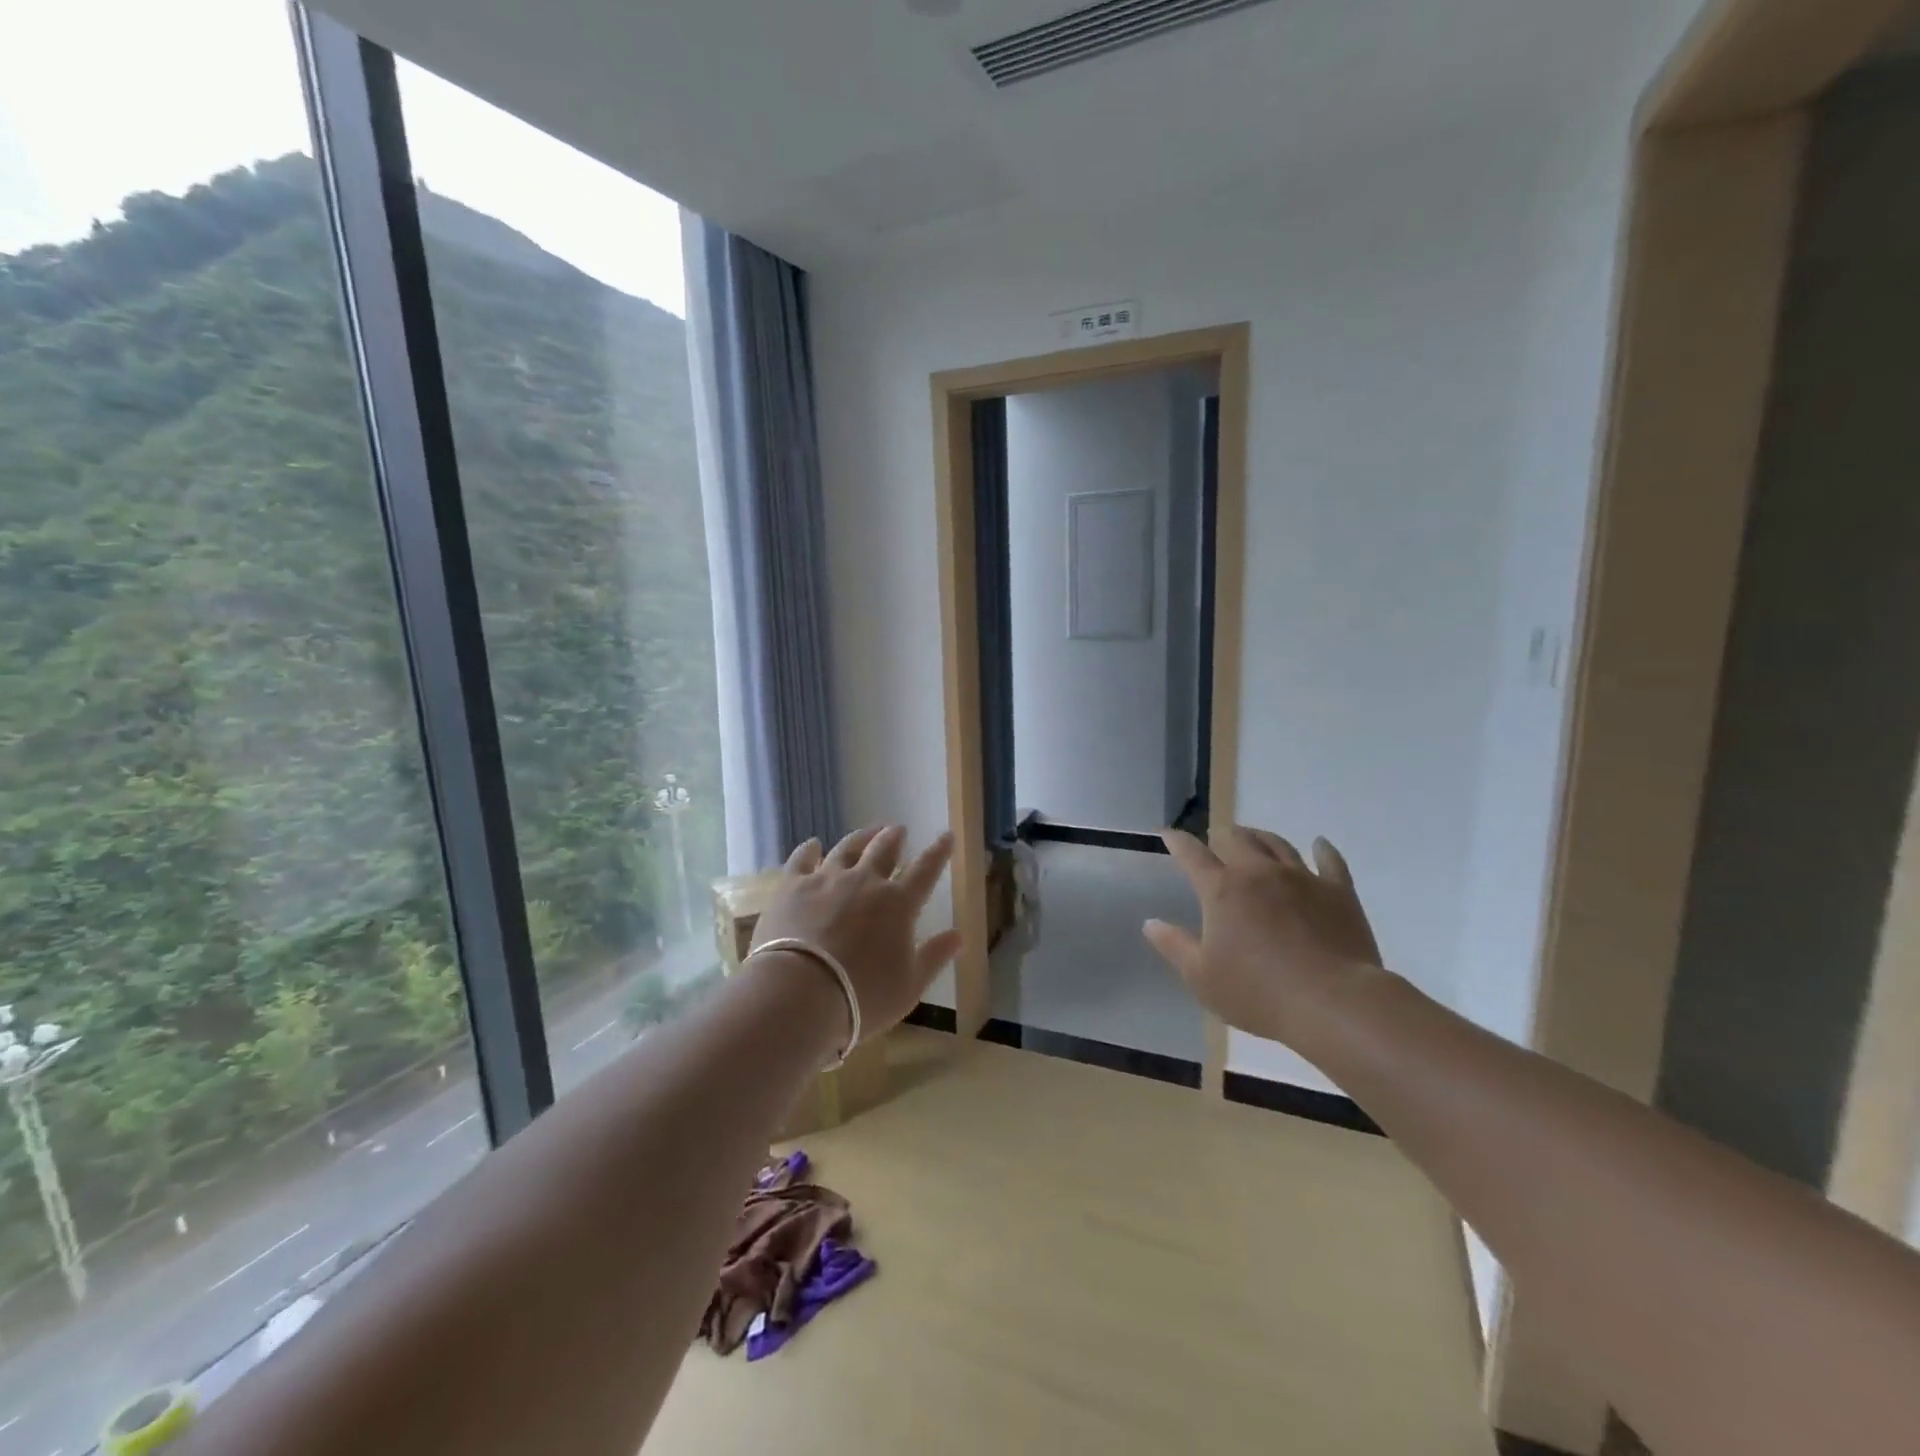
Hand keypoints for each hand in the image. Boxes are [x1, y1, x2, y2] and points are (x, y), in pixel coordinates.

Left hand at [750, 826, 960, 1041]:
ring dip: (860, 837)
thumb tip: (959, 935)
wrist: (800, 993)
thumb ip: (934, 957)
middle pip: (883, 850)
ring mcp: (826, 880)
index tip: (946, 836)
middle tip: (899, 829)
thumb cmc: (862, 996)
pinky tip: (812, 844)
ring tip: (867, 831)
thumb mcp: (909, 986)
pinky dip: (809, 849)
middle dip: (894, 837)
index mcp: (898, 904)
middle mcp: (865, 882)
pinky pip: (801, 859)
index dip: (938, 852)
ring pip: (847, 849)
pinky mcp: (792, 886)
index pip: (925, 870)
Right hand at [1143, 826, 1383, 1044]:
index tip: (1169, 834)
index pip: (1192, 855)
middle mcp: (1259, 872)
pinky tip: (1320, 844)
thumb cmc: (1258, 993)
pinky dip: (1323, 850)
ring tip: (1254, 836)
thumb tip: (1150, 923)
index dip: (1177, 841)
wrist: (1333, 1002)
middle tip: (1216, 839)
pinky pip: (1329, 861)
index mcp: (1222, 890)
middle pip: (1236, 839)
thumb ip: (1174, 946)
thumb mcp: (1202, 977)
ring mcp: (1302, 878)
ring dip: (1260, 836)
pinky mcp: (1338, 891)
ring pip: (1277, 843)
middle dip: (1221, 835)